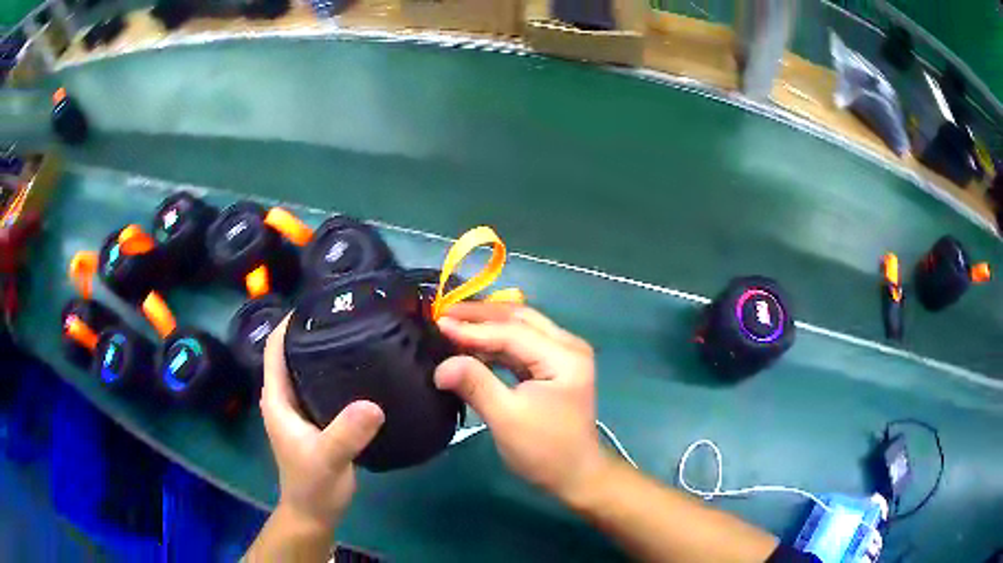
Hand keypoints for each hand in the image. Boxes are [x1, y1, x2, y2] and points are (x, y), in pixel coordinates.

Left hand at [261, 316, 384, 527]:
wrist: (315, 513)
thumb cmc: (313, 485)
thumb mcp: (327, 458)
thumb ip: (346, 433)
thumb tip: (373, 404)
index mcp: (277, 399)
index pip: (275, 348)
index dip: (290, 323)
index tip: (319, 303)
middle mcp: (285, 397)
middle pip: (292, 353)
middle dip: (312, 331)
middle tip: (347, 315)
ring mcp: (301, 408)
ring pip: (308, 369)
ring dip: (324, 351)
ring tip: (357, 334)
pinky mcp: (318, 419)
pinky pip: (324, 386)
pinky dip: (337, 373)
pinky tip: (362, 370)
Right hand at [434, 303, 608, 501]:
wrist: (575, 476)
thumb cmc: (545, 450)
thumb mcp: (507, 418)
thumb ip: (475, 385)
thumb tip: (440, 366)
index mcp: (564, 356)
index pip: (512, 332)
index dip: (473, 328)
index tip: (437, 324)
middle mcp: (567, 346)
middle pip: (519, 318)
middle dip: (480, 315)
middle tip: (443, 313)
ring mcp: (561, 356)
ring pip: (519, 329)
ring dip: (486, 327)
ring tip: (451, 325)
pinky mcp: (552, 368)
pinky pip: (520, 346)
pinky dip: (494, 344)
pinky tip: (470, 347)